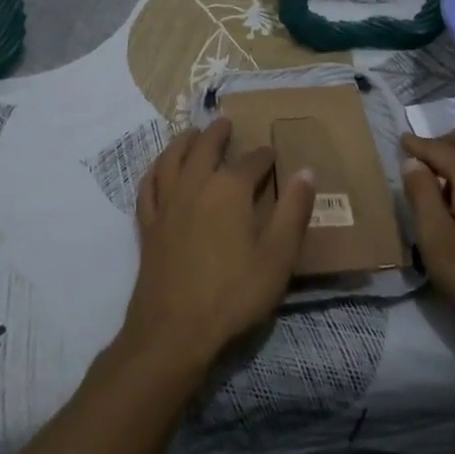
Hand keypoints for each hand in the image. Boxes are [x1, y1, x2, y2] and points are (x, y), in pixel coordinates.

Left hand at [118, 119, 315, 367]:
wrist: (174, 331)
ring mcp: (166, 204)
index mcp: (229, 190)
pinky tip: (158, 170)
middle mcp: (195, 186)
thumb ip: (293, 212)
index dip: (264, 156)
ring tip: (190, 134)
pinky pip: (148, 187)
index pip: (251, 162)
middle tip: (224, 123)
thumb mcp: (277, 257)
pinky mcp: (148, 225)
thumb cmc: (232, 294)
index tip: (272, 154)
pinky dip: (154, 171)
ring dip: (182, 142)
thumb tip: (307, 171)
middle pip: (204, 148)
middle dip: (217, 134)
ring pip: (171, 159)